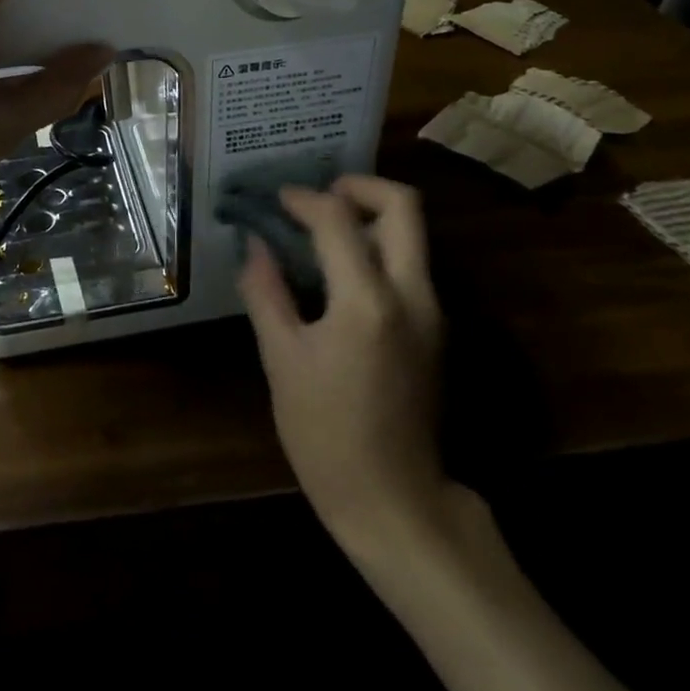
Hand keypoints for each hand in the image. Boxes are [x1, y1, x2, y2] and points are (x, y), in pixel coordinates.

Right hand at [239, 176, 455, 549]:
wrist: (395, 504)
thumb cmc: (326, 435)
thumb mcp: (282, 361)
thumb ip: (267, 292)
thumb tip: (255, 245)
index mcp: (367, 300)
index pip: (338, 218)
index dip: (303, 199)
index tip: (276, 200)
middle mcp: (411, 294)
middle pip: (403, 206)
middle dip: (360, 186)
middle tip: (319, 197)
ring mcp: (431, 311)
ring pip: (412, 233)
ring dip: (370, 215)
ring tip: (321, 229)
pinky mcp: (433, 329)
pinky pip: (409, 263)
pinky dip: (377, 246)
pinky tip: (338, 268)